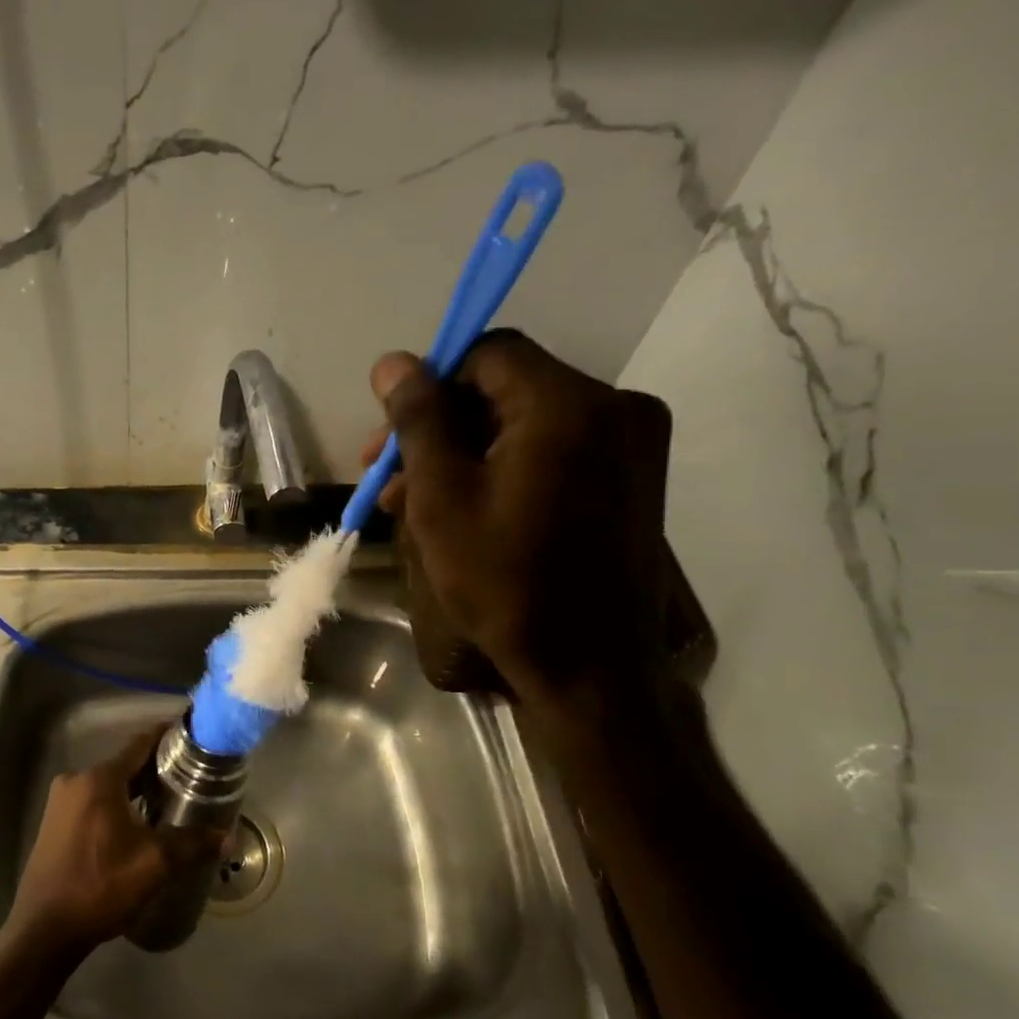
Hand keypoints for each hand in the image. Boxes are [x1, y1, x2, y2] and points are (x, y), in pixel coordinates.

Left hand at [4, 729, 221, 963]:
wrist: (44, 929)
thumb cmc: (100, 887)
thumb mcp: (154, 864)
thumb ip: (192, 844)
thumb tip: (227, 837)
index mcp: (99, 779)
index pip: (139, 744)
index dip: (166, 737)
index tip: (192, 737)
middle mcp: (76, 779)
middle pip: (124, 764)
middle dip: (155, 769)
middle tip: (190, 777)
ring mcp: (60, 801)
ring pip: (107, 783)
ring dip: (135, 789)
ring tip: (169, 800)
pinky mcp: (53, 821)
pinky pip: (92, 800)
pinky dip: (116, 803)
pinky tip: (136, 822)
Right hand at [362, 330, 668, 699]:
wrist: (587, 665)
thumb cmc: (503, 580)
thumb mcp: (440, 497)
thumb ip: (418, 420)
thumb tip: (392, 362)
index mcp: (567, 404)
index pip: (487, 353)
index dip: (430, 382)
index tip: (391, 434)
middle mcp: (614, 406)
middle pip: (505, 388)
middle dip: (439, 426)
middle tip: (387, 475)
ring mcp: (631, 443)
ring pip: (524, 422)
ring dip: (464, 452)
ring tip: (410, 502)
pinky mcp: (631, 477)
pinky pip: (552, 449)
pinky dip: (502, 467)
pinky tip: (461, 508)